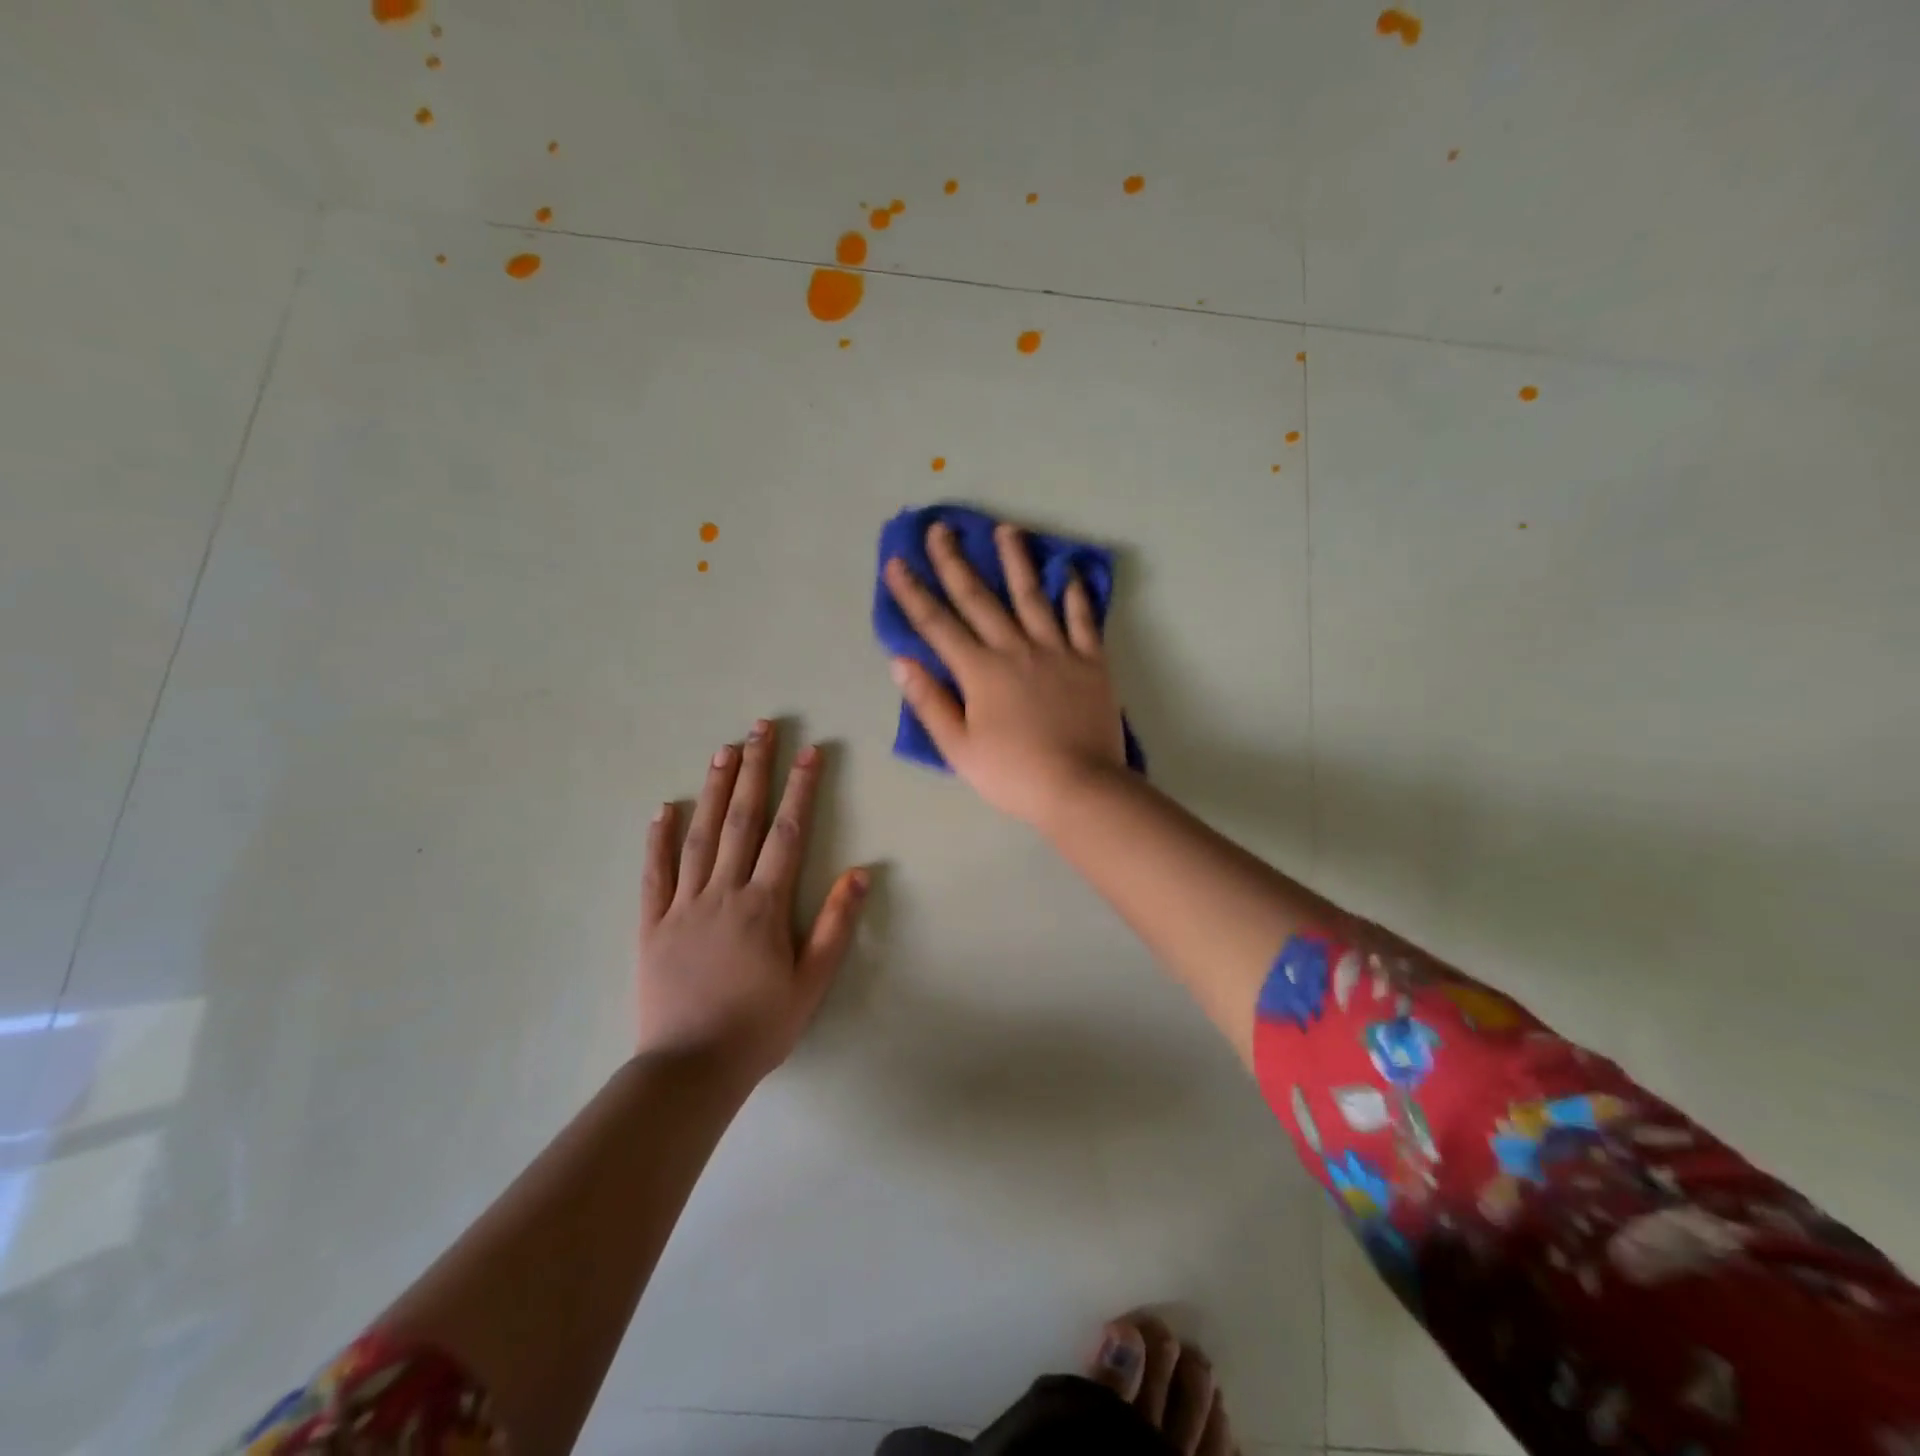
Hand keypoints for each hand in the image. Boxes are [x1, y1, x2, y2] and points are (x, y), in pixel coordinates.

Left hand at [637, 721, 867, 1086]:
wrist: (690, 1070)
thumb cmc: (760, 1026)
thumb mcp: (813, 982)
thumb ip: (837, 925)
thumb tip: (861, 872)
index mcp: (764, 905)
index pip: (787, 833)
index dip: (800, 789)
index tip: (809, 751)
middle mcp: (723, 893)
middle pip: (741, 819)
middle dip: (754, 769)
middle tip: (760, 727)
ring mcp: (683, 905)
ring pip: (700, 836)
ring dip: (713, 790)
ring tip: (723, 750)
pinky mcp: (652, 924)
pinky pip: (655, 874)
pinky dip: (659, 839)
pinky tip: (664, 809)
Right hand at [883, 520, 1126, 824]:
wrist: (1080, 788)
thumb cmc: (1013, 774)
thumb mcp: (959, 748)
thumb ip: (930, 702)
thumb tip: (901, 662)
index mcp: (980, 671)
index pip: (937, 624)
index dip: (913, 593)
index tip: (896, 562)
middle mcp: (1015, 649)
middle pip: (980, 599)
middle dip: (955, 562)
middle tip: (941, 528)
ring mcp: (1057, 651)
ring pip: (1033, 596)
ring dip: (1016, 561)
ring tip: (1007, 529)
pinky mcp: (1091, 662)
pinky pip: (1082, 620)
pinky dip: (1075, 595)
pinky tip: (1068, 573)